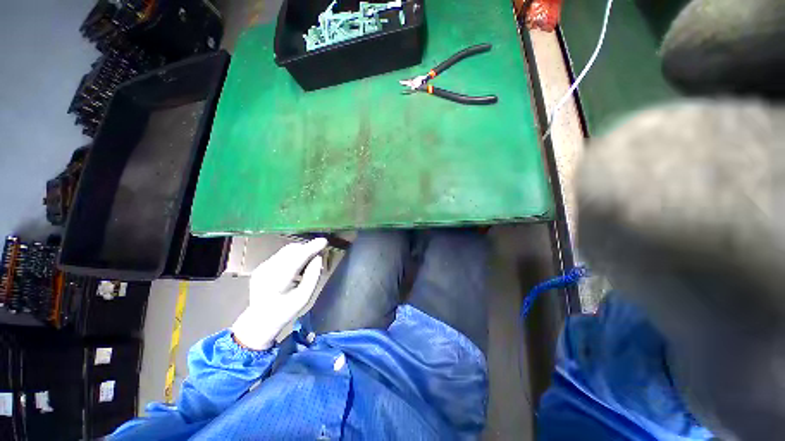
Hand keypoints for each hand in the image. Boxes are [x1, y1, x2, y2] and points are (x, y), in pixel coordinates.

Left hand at [231, 238, 326, 349]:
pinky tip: (297, 266)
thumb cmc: (285, 311)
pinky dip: (293, 256)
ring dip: (301, 251)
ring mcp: (262, 268)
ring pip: (286, 251)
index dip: (311, 248)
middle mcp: (267, 271)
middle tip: (320, 254)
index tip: (324, 241)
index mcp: (278, 282)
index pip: (297, 259)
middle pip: (291, 251)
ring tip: (309, 261)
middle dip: (307, 249)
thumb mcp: (304, 298)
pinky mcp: (261, 266)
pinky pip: (281, 255)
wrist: (260, 321)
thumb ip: (313, 277)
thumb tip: (319, 258)